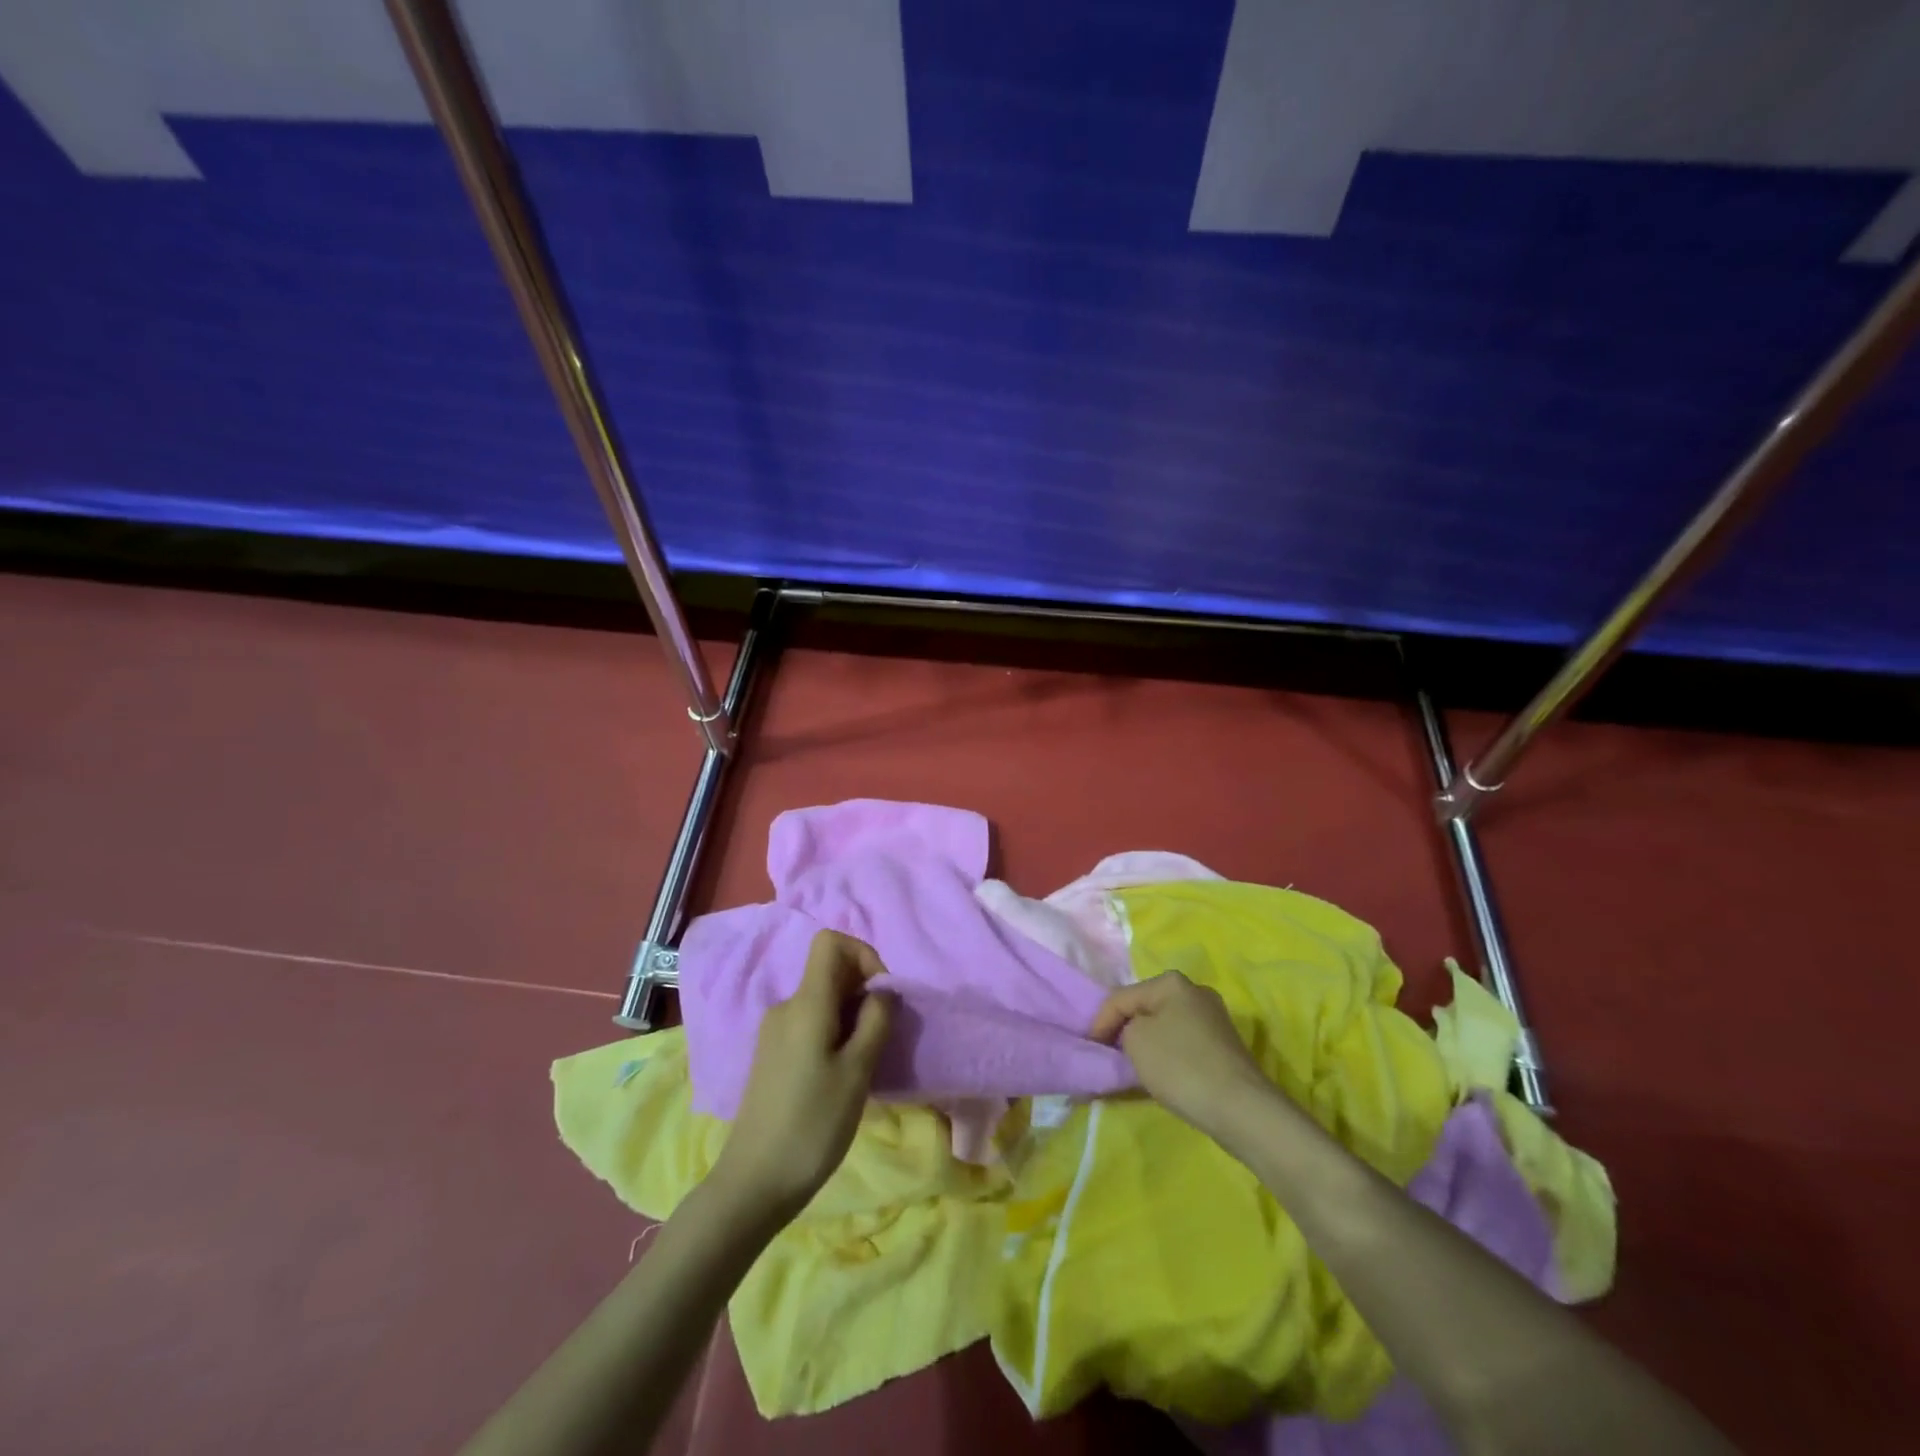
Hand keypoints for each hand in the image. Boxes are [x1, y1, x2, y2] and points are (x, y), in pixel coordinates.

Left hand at [710, 930, 893, 1220]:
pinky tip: (843, 1075)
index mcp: (806, 1003)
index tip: (882, 995)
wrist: (753, 1183)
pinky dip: (836, 1033)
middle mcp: (786, 1007)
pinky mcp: (774, 1055)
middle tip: (882, 1036)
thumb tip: (883, 990)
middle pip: (830, 971)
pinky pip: (812, 1023)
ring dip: (853, 1016)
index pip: (831, 942)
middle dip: (864, 991)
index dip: (864, 955)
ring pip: (824, 1000)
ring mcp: (776, 1032)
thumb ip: (876, 1021)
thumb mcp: (857, 1072)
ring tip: (865, 1062)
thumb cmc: (811, 1125)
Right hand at [1089, 971, 1272, 1139]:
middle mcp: (1195, 991)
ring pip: (1164, 1026)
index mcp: (1171, 982)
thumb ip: (1122, 1028)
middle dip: (1125, 1030)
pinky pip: (1182, 1043)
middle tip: (1109, 1055)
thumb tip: (1131, 1033)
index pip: (1121, 997)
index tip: (1090, 1049)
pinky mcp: (1224, 1045)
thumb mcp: (1135, 1041)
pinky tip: (1162, 1074)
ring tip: (1132, 1067)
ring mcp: (1213, 1018)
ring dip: (1146, 1044)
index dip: (1100, 1022)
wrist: (1241, 1108)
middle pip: (1145, 1009)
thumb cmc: (1181, 1066)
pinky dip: (1167, 1055)